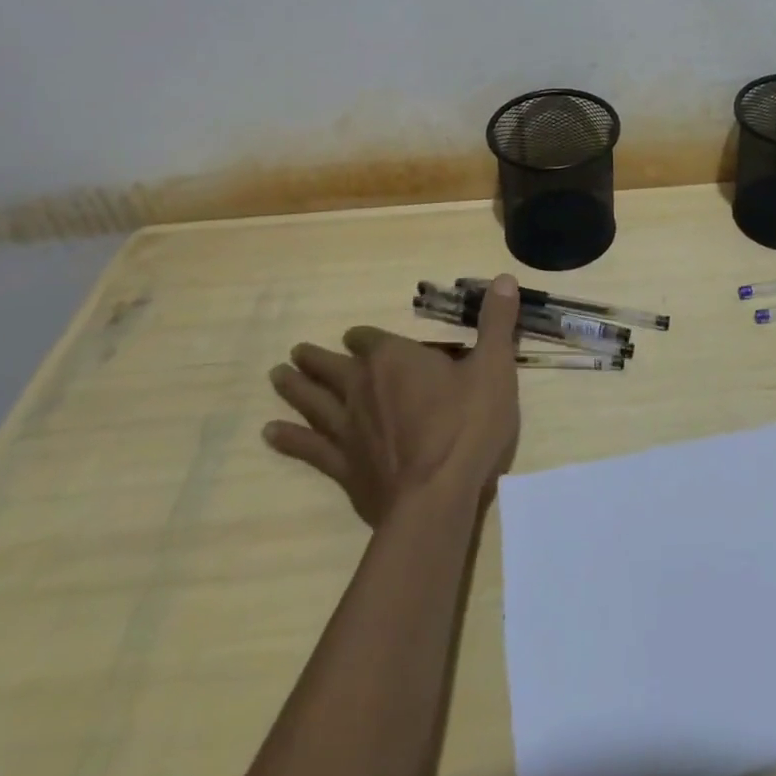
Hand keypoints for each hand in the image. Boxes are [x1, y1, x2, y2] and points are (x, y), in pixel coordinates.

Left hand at [265, 273, 522, 524]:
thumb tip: (504, 277)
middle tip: (295, 353)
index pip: (369, 339)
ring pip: (314, 402)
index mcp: (397, 359)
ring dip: (295, 389)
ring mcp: (348, 430)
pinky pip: (309, 448)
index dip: (362, 337)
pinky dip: (289, 439)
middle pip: (332, 368)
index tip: (354, 337)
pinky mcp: (343, 468)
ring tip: (276, 377)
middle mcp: (363, 388)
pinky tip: (270, 433)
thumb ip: (496, 322)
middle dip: (316, 359)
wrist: (437, 498)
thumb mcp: (494, 366)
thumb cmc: (468, 425)